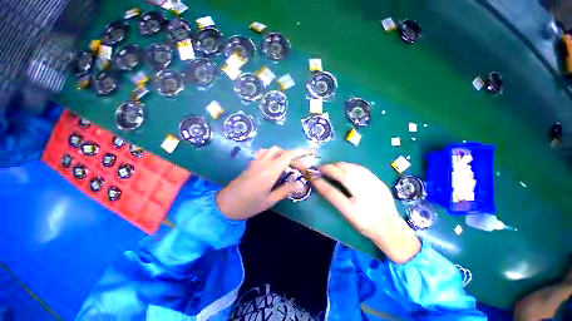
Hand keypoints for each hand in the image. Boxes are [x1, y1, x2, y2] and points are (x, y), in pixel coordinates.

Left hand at [217, 147, 313, 219]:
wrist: (225, 205)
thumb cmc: (249, 205)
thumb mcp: (270, 200)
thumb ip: (285, 190)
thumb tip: (300, 183)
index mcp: (270, 171)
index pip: (288, 155)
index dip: (302, 152)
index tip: (312, 152)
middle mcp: (263, 162)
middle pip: (282, 151)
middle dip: (294, 156)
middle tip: (300, 168)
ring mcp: (256, 162)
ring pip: (273, 150)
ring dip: (283, 154)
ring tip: (289, 165)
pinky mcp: (251, 164)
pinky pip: (264, 153)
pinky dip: (273, 154)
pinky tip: (275, 164)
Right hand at [312, 162, 420, 263]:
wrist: (390, 228)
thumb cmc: (364, 222)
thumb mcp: (346, 212)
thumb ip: (331, 195)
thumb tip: (318, 182)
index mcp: (357, 197)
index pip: (337, 179)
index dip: (325, 172)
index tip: (316, 170)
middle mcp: (366, 187)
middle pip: (345, 171)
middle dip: (332, 167)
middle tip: (323, 168)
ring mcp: (374, 182)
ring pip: (353, 167)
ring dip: (341, 165)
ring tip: (332, 167)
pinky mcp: (379, 181)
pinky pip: (362, 169)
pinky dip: (351, 166)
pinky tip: (347, 168)